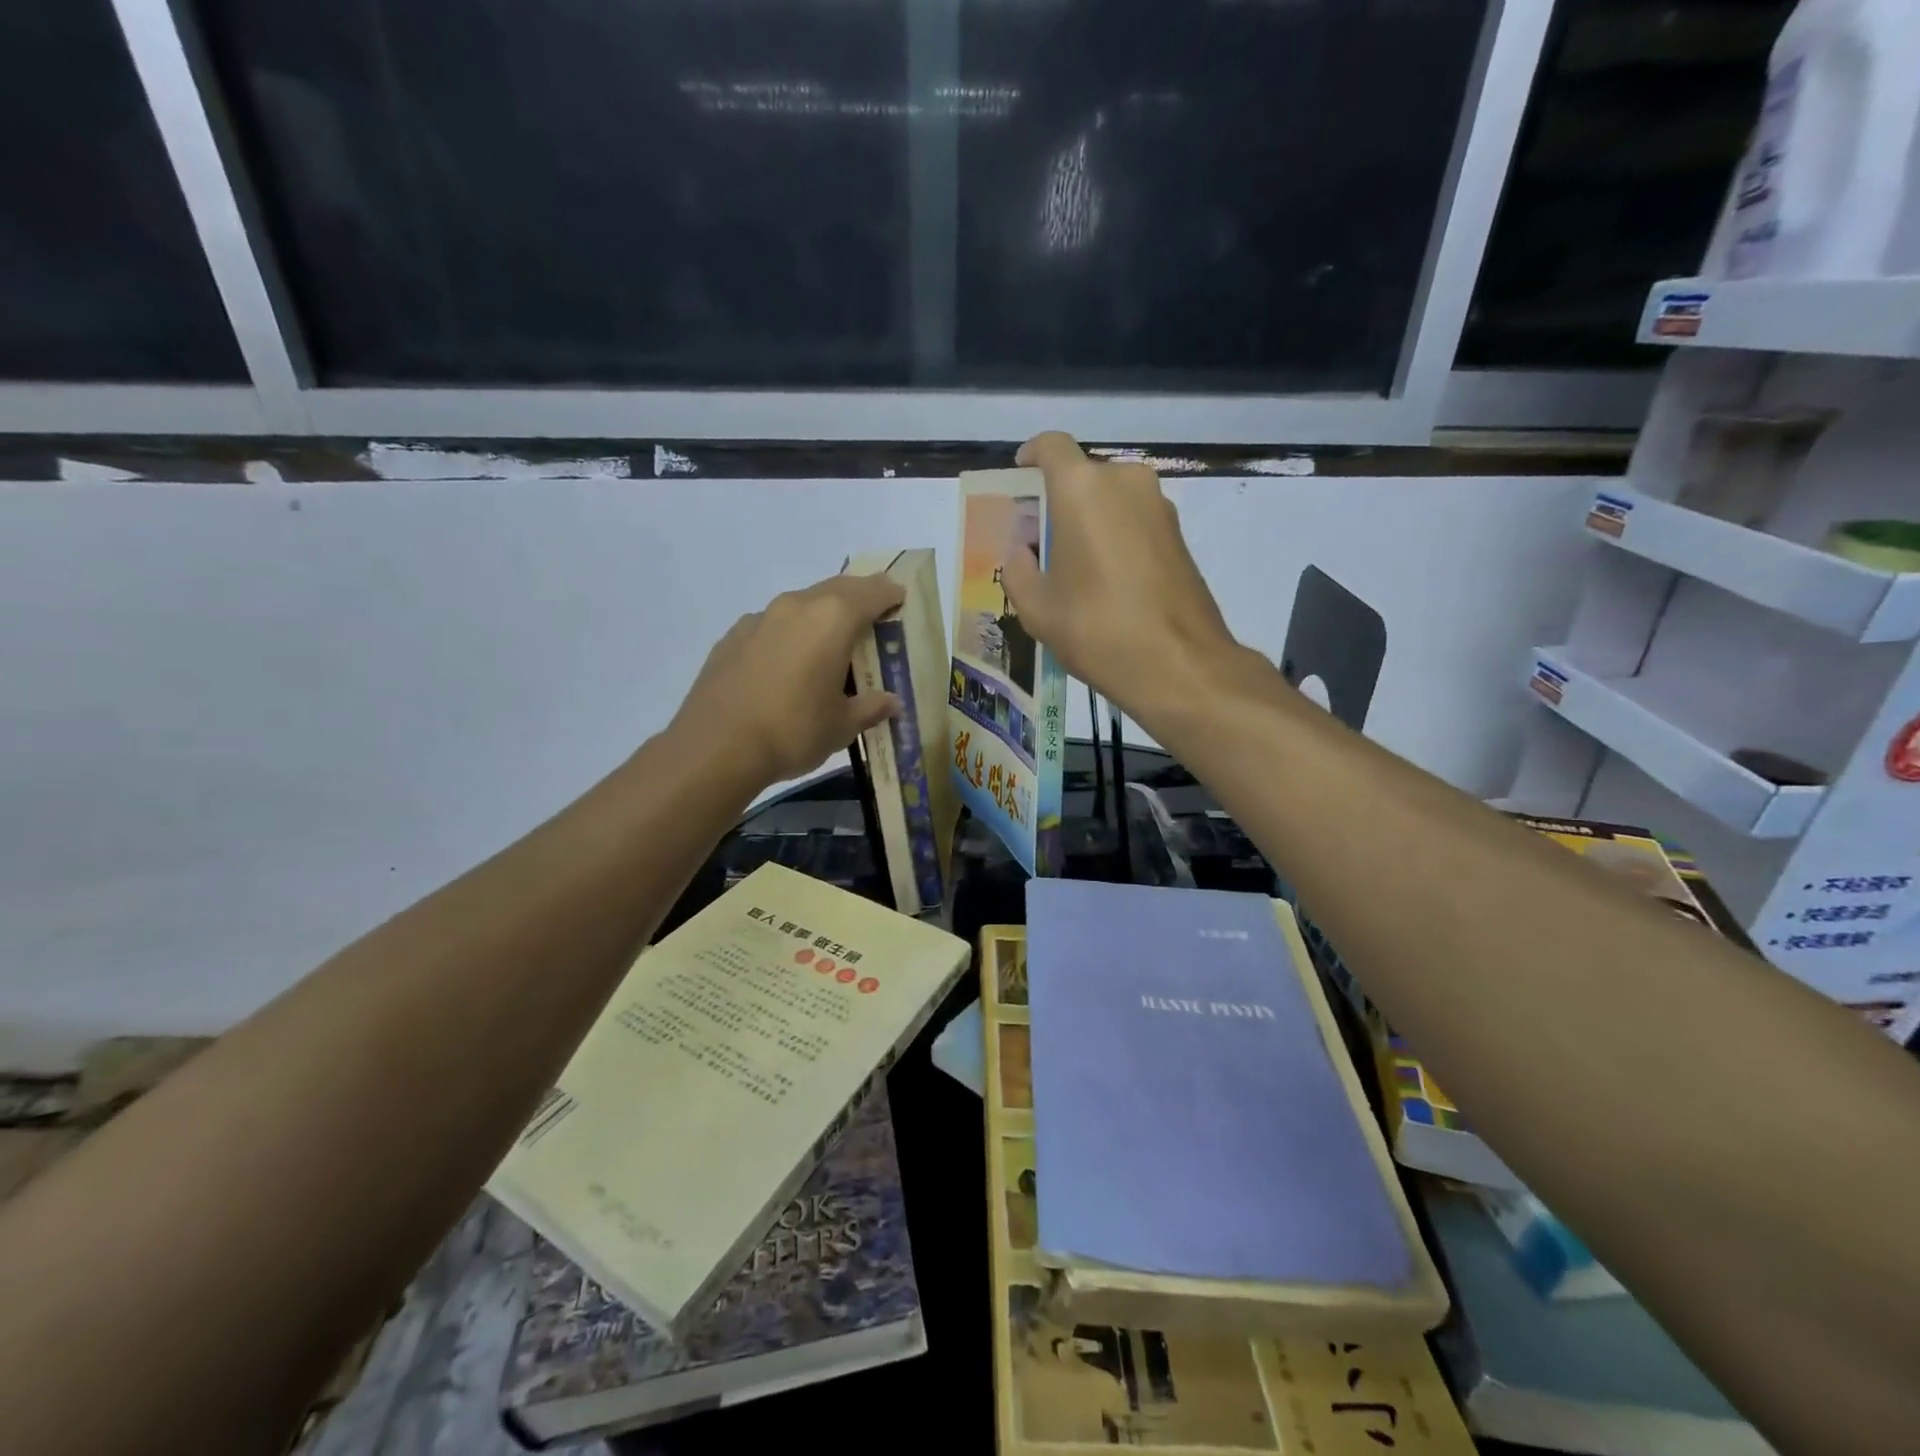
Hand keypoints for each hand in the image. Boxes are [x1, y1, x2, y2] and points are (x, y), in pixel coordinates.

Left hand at [673, 573, 906, 786]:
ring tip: (830, 642)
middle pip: (837, 589)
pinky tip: (788, 662)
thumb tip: (890, 702)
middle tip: (872, 615)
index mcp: (832, 620)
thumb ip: (870, 707)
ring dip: (821, 614)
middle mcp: (797, 606)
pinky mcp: (733, 636)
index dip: (890, 594)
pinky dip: (790, 633)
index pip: (872, 592)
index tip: (900, 599)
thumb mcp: (842, 726)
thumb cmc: (793, 731)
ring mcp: (760, 618)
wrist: (716, 747)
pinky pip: (772, 624)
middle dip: (858, 597)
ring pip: (801, 604)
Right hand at [1000, 432, 1244, 722]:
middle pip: (1082, 477)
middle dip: (1058, 502)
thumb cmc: (1096, 629)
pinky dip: (1115, 537)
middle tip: (1040, 542)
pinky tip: (1106, 581)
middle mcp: (1125, 482)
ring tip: (1073, 568)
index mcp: (1082, 489)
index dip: (1030, 457)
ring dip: (1089, 522)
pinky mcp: (1179, 535)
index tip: (1020, 479)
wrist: (1179, 664)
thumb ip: (1018, 571)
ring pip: (1111, 500)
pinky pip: (1135, 522)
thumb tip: (1021, 555)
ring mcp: (1160, 507)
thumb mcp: (1037, 609)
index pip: (1051, 447)